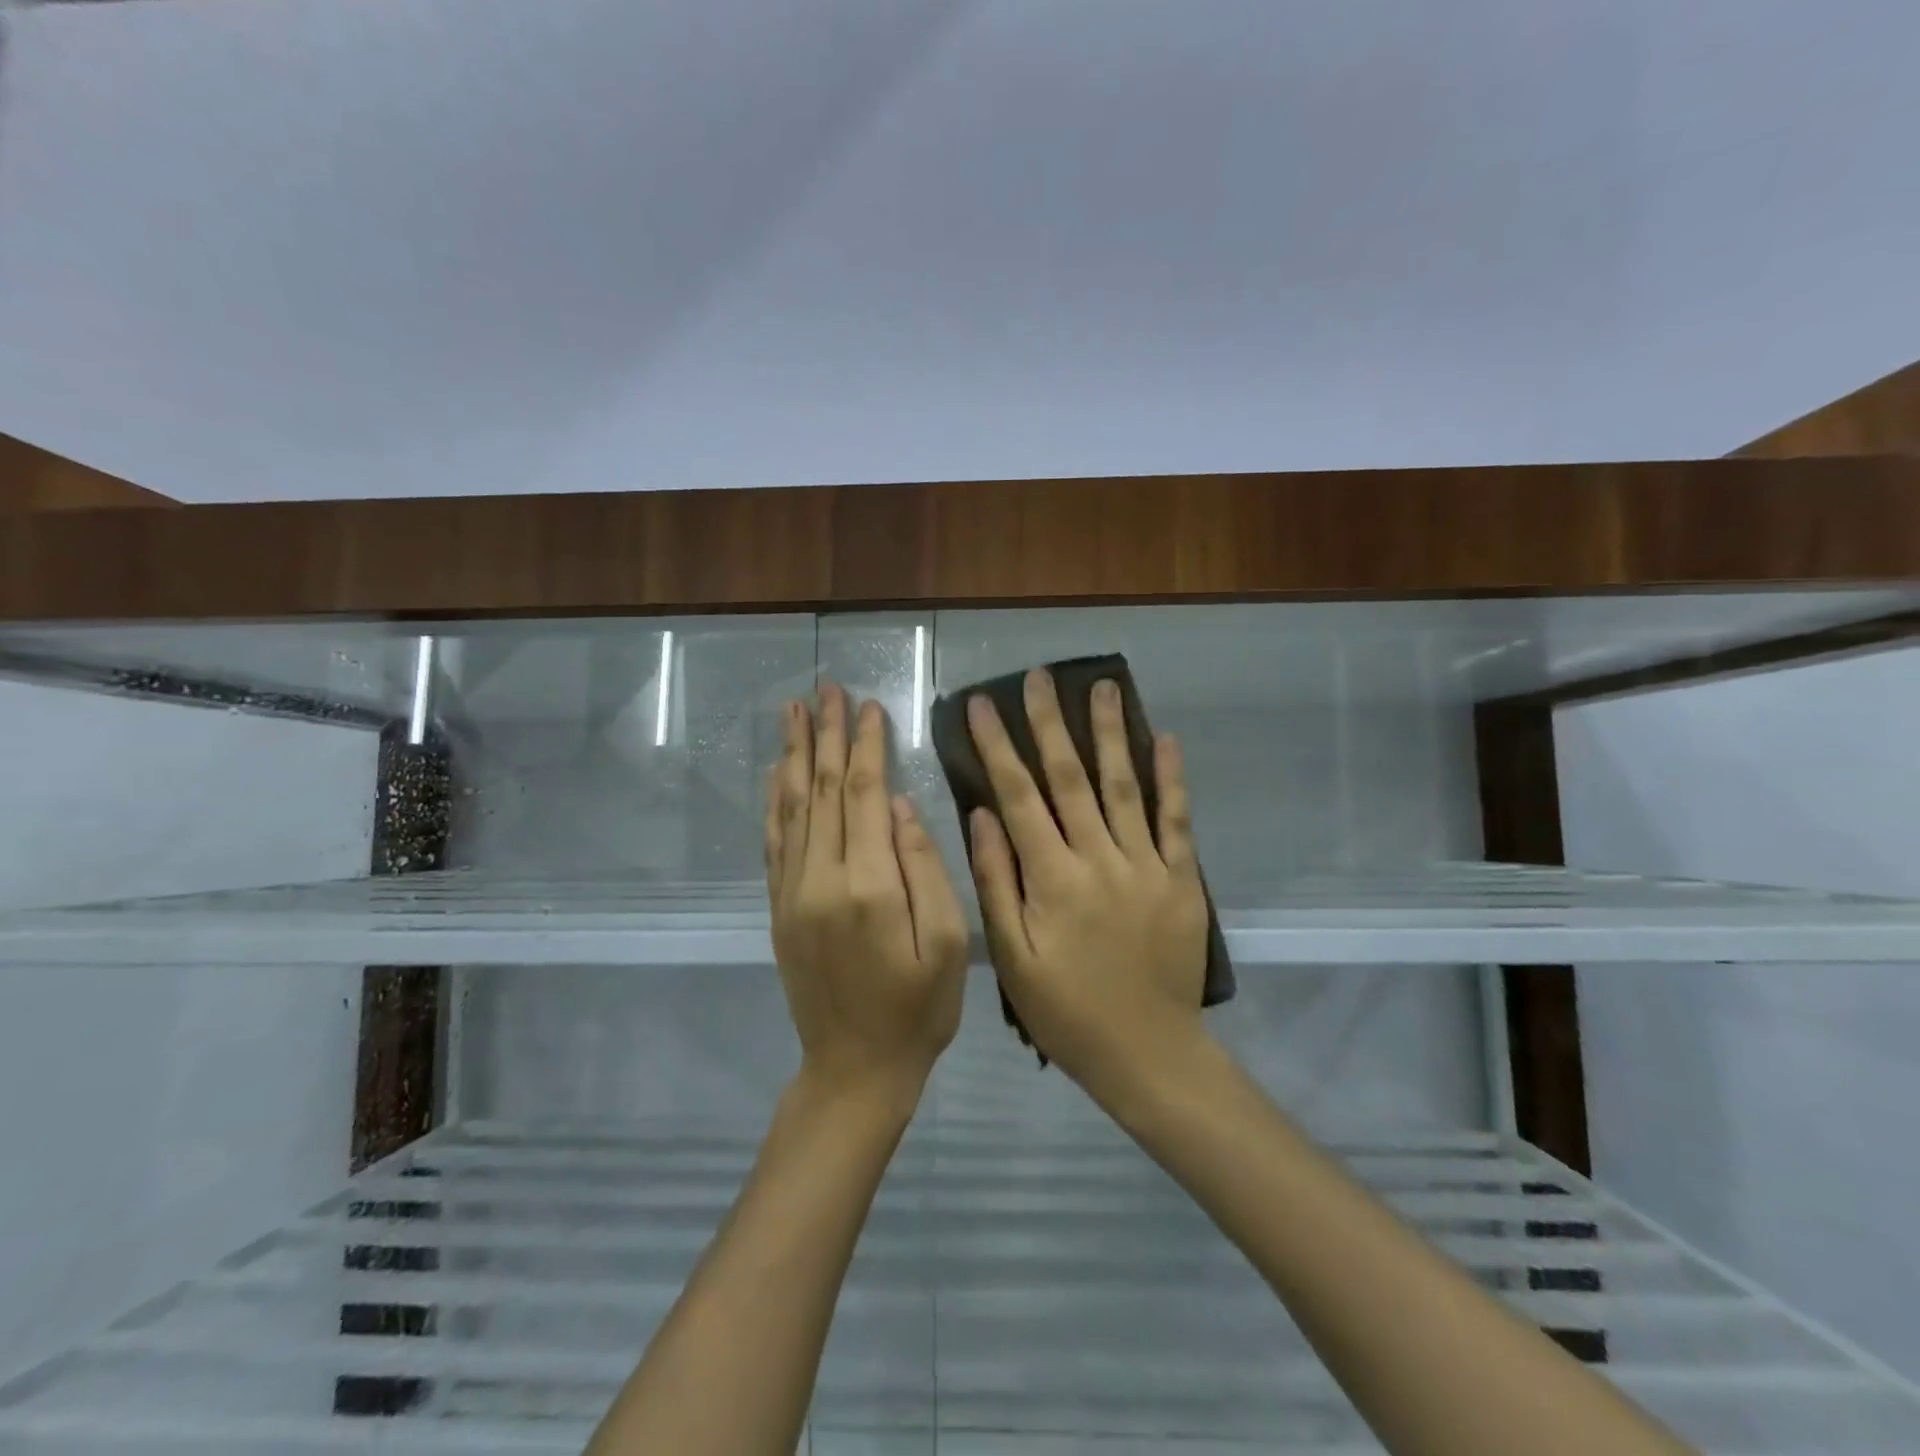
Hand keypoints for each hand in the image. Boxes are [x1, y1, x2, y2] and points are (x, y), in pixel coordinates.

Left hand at [766, 682, 967, 1107]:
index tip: (868, 704)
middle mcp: (821, 878)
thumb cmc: (918, 1009)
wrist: (854, 1069)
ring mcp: (792, 893)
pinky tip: (777, 772)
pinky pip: (774, 841)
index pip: (867, 794)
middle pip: (825, 790)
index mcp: (869, 884)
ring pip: (793, 807)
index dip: (867, 745)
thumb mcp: (946, 943)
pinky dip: (775, 800)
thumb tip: (901, 806)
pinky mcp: (779, 908)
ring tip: (793, 711)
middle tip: (824, 688)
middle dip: (826, 735)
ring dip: (794, 754)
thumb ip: (924, 868)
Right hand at [965, 669, 1210, 1101]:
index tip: (983, 705)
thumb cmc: (1067, 1010)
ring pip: (1124, 786)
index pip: (1018, 796)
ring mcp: (1146, 865)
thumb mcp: (1012, 957)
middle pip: (1070, 778)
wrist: (1148, 1052)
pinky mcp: (1181, 878)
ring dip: (1111, 733)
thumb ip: (997, 882)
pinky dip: (1172, 778)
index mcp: (1052, 878)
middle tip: (1039, 677)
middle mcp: (1099, 858)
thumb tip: (981, 815)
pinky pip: (1177, 820)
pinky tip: (1166, 740)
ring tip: (1102, 686)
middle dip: (1051, 723)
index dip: (999, 747)